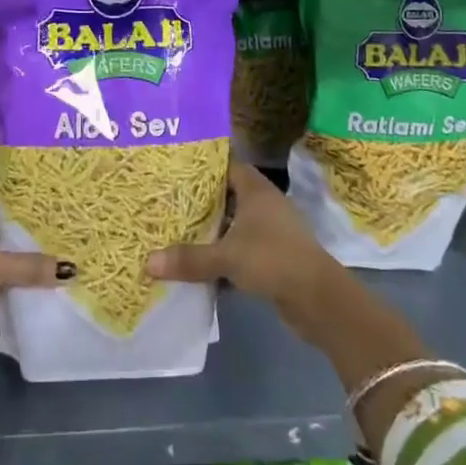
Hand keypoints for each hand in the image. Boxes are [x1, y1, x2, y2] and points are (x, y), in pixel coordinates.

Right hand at [146, 164, 338, 320]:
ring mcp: (270, 230)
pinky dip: (222, 255)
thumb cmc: (273, 259)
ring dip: (210, 231)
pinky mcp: (272, 256)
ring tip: (175, 232)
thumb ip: (189, 259)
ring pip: (233, 224)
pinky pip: (240, 248)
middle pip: (226, 195)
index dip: (202, 166)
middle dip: (199, 201)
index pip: (226, 165)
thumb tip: (147, 263)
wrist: (318, 299)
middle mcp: (263, 204)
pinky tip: (199, 266)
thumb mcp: (227, 257)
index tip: (174, 170)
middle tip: (166, 202)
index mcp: (255, 189)